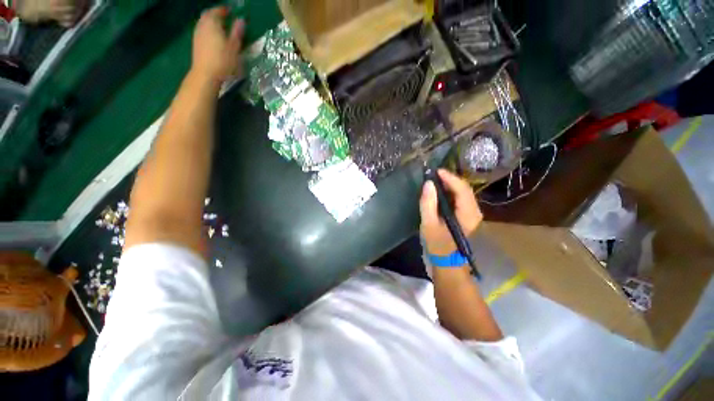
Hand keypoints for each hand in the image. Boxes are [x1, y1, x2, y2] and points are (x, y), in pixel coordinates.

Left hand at [191, 7, 244, 83]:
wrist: (206, 74)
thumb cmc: (223, 60)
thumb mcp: (234, 47)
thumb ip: (237, 32)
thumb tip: (241, 20)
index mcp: (212, 23)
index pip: (217, 11)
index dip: (224, 10)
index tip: (231, 11)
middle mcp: (202, 25)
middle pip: (208, 15)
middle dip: (215, 15)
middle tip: (224, 18)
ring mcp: (197, 34)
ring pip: (203, 23)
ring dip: (211, 23)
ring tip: (220, 28)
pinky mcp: (195, 43)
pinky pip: (201, 30)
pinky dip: (208, 30)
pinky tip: (213, 37)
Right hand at [419, 169, 482, 255]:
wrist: (447, 263)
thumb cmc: (438, 245)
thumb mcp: (429, 225)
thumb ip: (428, 204)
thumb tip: (428, 184)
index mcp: (467, 214)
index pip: (462, 189)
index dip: (450, 178)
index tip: (436, 171)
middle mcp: (474, 212)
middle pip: (465, 189)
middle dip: (450, 179)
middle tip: (434, 175)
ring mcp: (472, 214)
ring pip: (464, 193)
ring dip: (451, 185)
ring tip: (436, 181)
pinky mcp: (467, 216)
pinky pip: (461, 199)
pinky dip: (451, 192)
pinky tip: (441, 192)